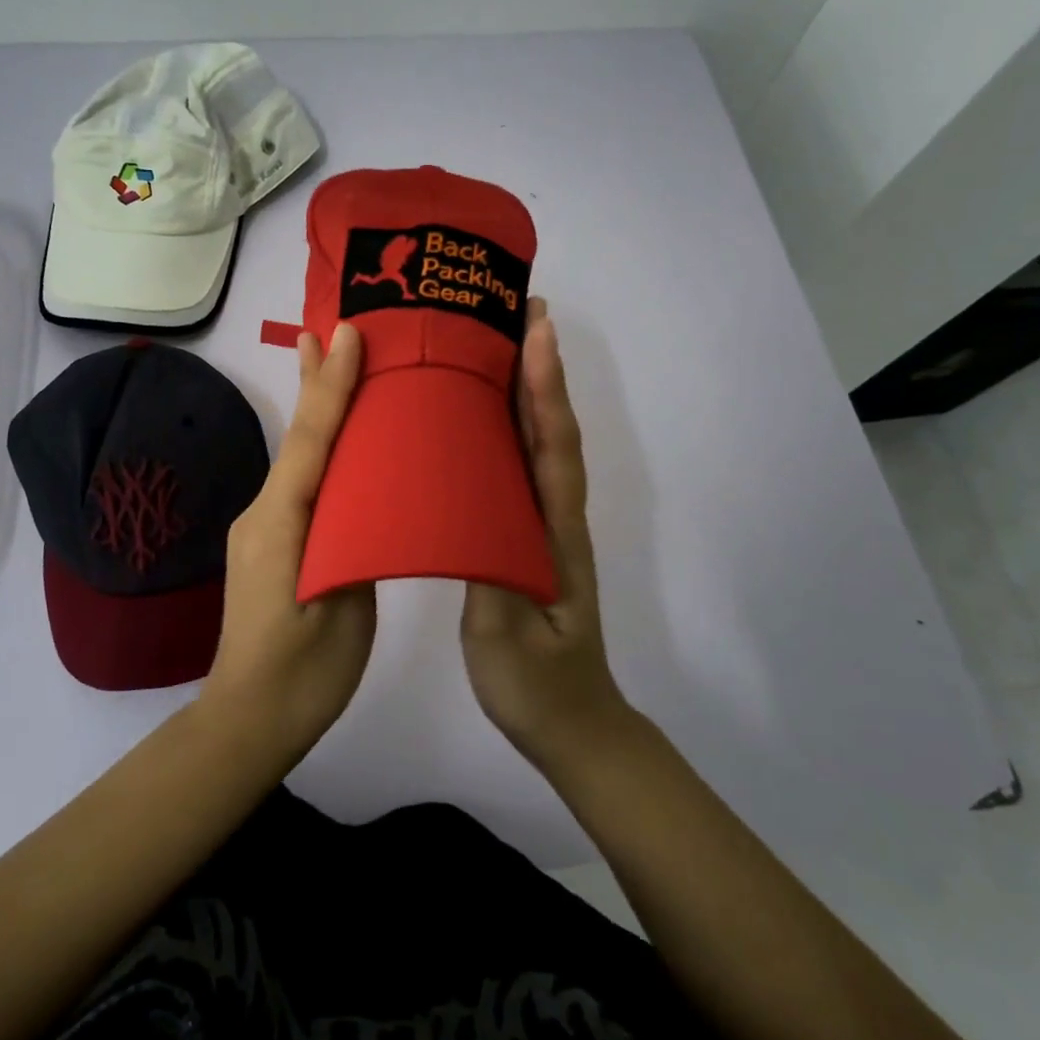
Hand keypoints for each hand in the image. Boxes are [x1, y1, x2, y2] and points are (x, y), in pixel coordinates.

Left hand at [201, 323, 376, 761]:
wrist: (250, 719)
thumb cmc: (305, 671)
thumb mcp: (343, 607)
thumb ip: (353, 544)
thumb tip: (367, 502)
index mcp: (282, 522)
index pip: (311, 441)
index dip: (331, 386)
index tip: (347, 334)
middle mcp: (263, 511)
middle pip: (298, 437)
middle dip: (314, 381)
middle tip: (329, 327)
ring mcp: (262, 526)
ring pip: (297, 457)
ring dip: (316, 411)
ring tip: (334, 363)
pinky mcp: (270, 541)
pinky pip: (298, 482)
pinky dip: (318, 449)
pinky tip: (339, 442)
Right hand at [461, 300, 632, 769]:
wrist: (574, 728)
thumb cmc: (539, 688)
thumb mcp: (505, 640)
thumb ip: (489, 578)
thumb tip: (465, 511)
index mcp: (554, 533)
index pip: (553, 447)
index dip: (545, 387)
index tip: (535, 329)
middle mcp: (555, 517)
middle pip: (551, 429)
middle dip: (539, 367)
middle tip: (515, 310)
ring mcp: (544, 526)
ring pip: (538, 444)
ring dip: (527, 389)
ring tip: (498, 342)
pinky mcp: (528, 537)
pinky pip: (519, 469)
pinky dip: (509, 429)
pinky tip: (480, 417)